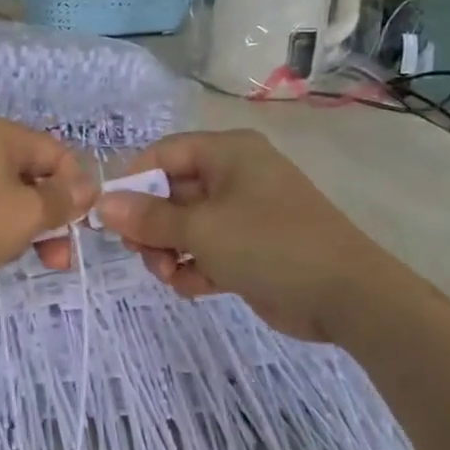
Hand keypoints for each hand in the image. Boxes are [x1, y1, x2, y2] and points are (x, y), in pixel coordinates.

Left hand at [0, 117, 96, 296]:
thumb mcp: (26, 213)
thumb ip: (63, 200)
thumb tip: (89, 188)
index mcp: (2, 135)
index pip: (58, 154)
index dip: (76, 190)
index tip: (81, 229)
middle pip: (34, 176)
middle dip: (52, 216)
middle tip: (58, 258)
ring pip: (9, 196)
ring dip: (26, 227)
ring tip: (24, 258)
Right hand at [96, 130, 370, 342]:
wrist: (346, 295)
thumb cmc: (269, 244)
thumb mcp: (202, 229)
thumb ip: (149, 218)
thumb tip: (103, 205)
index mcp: (228, 153)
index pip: (164, 153)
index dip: (133, 181)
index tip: (109, 215)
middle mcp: (236, 177)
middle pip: (172, 193)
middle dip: (152, 227)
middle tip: (140, 254)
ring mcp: (245, 214)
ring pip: (187, 227)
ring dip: (171, 252)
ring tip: (171, 276)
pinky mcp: (251, 249)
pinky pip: (208, 251)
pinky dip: (196, 268)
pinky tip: (195, 288)